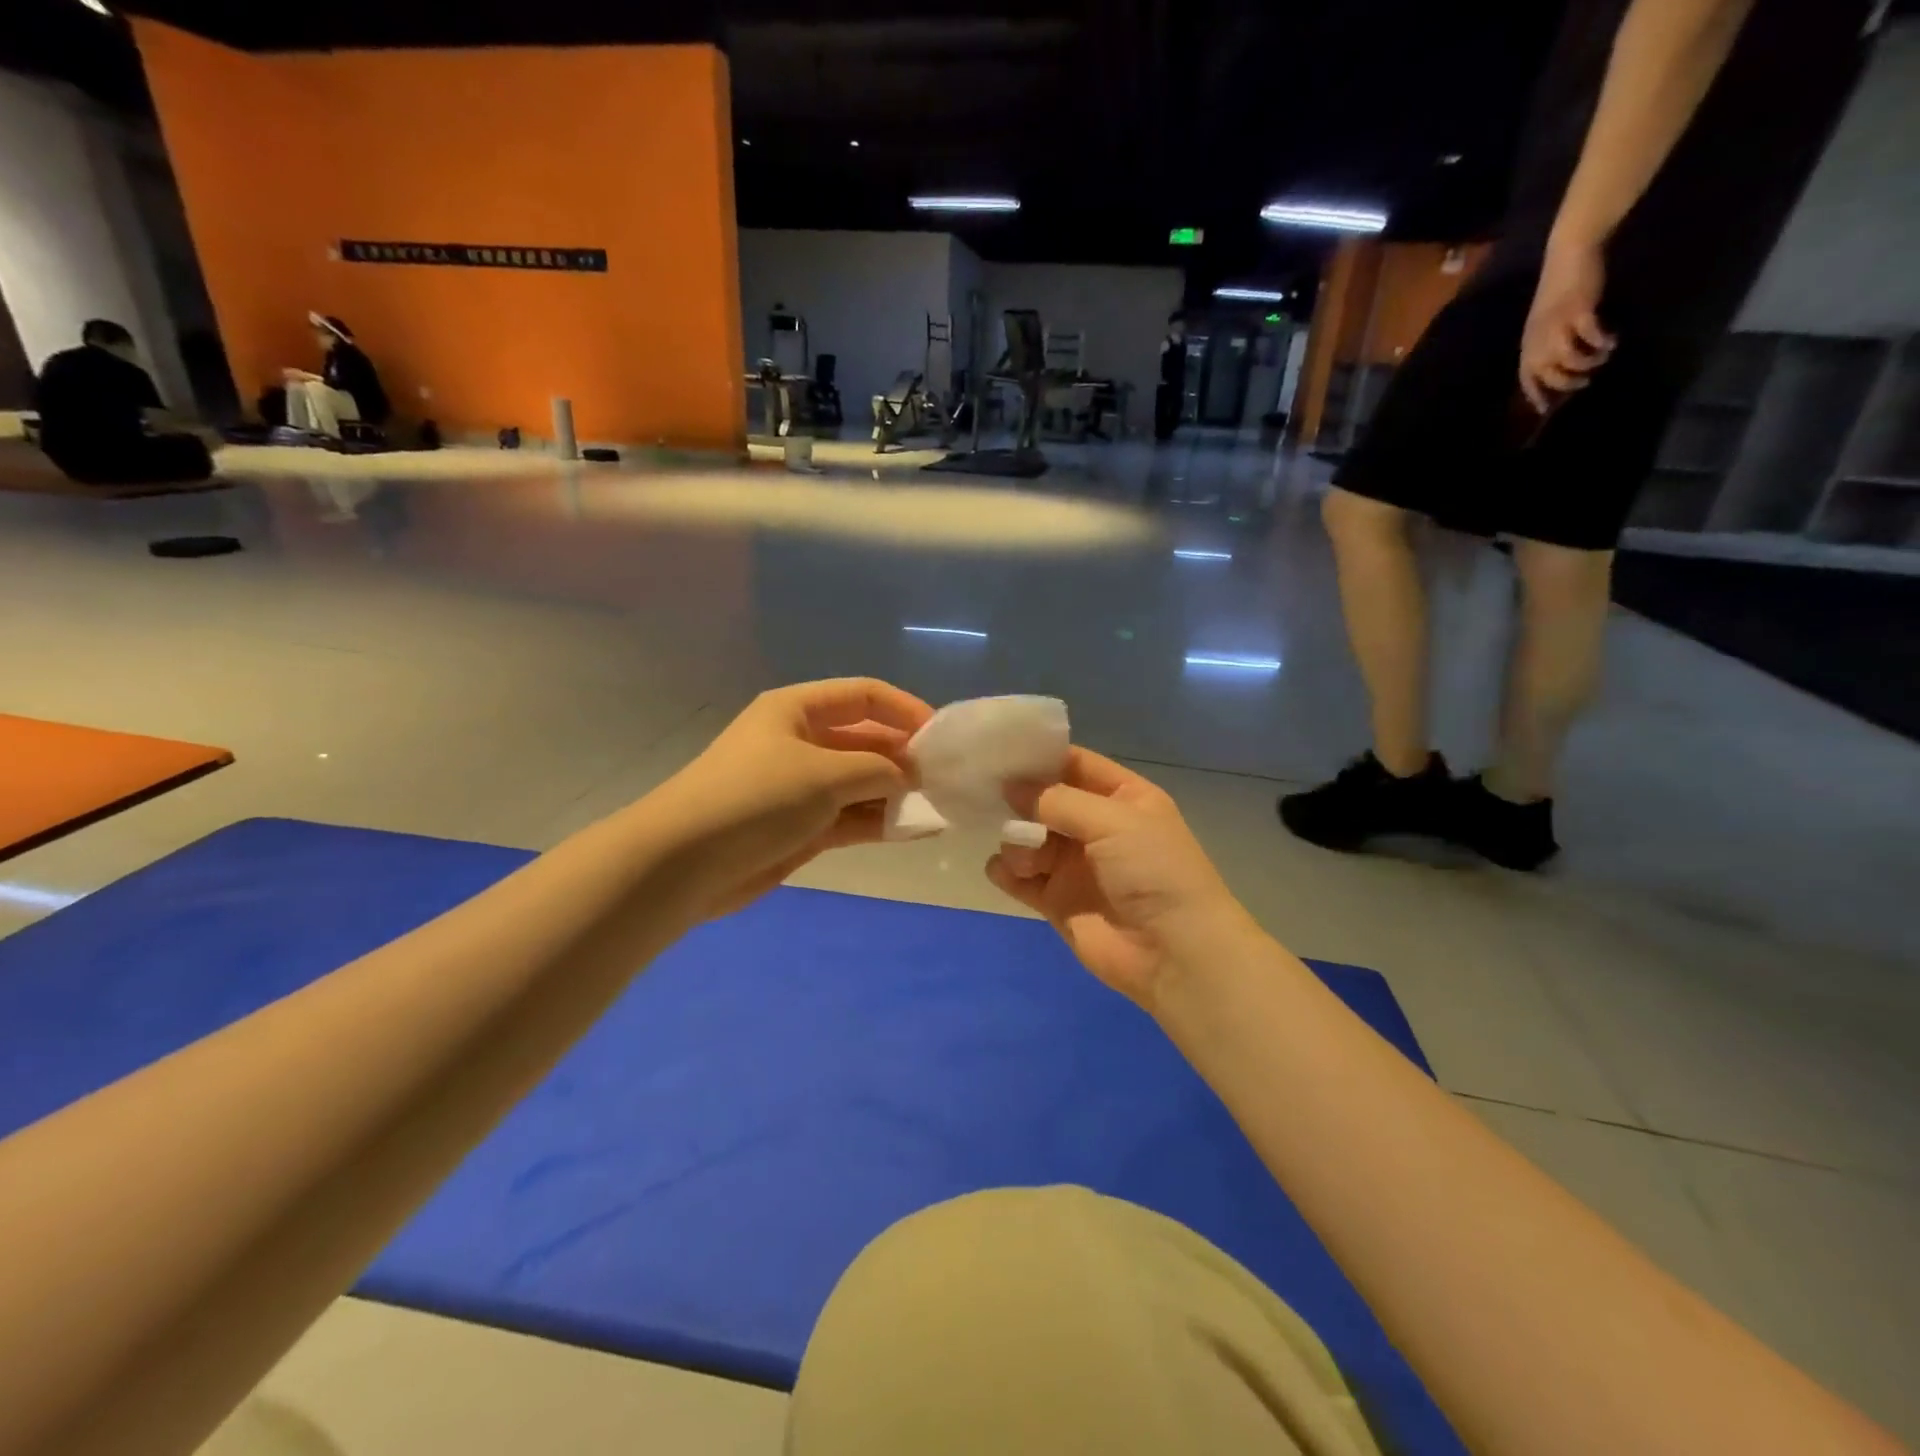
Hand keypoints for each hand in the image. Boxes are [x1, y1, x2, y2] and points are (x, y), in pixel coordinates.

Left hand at [648, 679, 931, 919]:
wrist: (684, 863)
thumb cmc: (755, 798)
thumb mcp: (825, 773)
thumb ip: (878, 769)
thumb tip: (910, 776)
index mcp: (798, 710)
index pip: (864, 696)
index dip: (905, 710)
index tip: (940, 737)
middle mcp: (801, 741)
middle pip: (865, 739)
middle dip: (904, 757)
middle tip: (945, 779)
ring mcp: (801, 786)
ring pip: (861, 782)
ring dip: (896, 793)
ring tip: (939, 806)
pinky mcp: (801, 826)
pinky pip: (851, 816)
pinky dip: (880, 822)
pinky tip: (915, 829)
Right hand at [985, 748, 1254, 1012]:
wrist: (1174, 953)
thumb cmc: (1153, 871)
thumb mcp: (1112, 820)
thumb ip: (1057, 800)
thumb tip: (1011, 787)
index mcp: (1123, 798)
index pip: (1074, 765)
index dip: (1040, 757)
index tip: (1000, 753)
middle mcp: (1097, 827)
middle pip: (1045, 802)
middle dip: (1019, 800)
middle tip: (990, 799)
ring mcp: (1076, 865)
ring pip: (1028, 839)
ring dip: (1017, 842)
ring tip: (1026, 859)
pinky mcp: (1058, 901)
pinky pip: (1021, 877)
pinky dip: (1007, 872)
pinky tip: (1008, 873)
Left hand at [1519, 237, 1615, 413]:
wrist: (1568, 256)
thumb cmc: (1558, 292)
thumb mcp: (1544, 324)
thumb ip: (1546, 344)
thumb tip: (1557, 367)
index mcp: (1528, 344)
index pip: (1526, 378)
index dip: (1535, 395)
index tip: (1546, 409)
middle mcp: (1538, 339)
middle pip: (1548, 373)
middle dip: (1566, 382)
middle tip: (1585, 380)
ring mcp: (1557, 325)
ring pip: (1568, 358)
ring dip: (1588, 362)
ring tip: (1603, 357)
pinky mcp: (1578, 310)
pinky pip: (1590, 335)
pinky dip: (1601, 341)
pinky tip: (1611, 340)